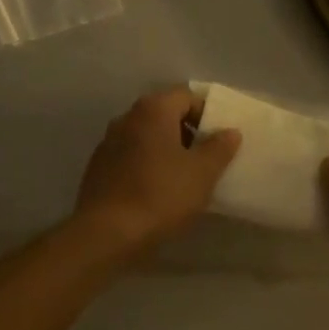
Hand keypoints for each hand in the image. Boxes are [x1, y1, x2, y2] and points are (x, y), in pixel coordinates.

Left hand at [75, 87, 241, 250]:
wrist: (106, 233)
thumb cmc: (161, 195)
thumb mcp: (202, 173)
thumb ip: (219, 148)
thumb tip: (230, 132)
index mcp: (153, 110)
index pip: (187, 96)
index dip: (208, 114)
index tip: (220, 139)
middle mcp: (127, 118)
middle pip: (165, 115)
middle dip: (188, 133)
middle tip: (207, 158)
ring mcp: (108, 142)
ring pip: (147, 137)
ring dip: (167, 151)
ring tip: (185, 178)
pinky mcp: (98, 168)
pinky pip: (131, 157)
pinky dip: (147, 166)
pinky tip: (158, 192)